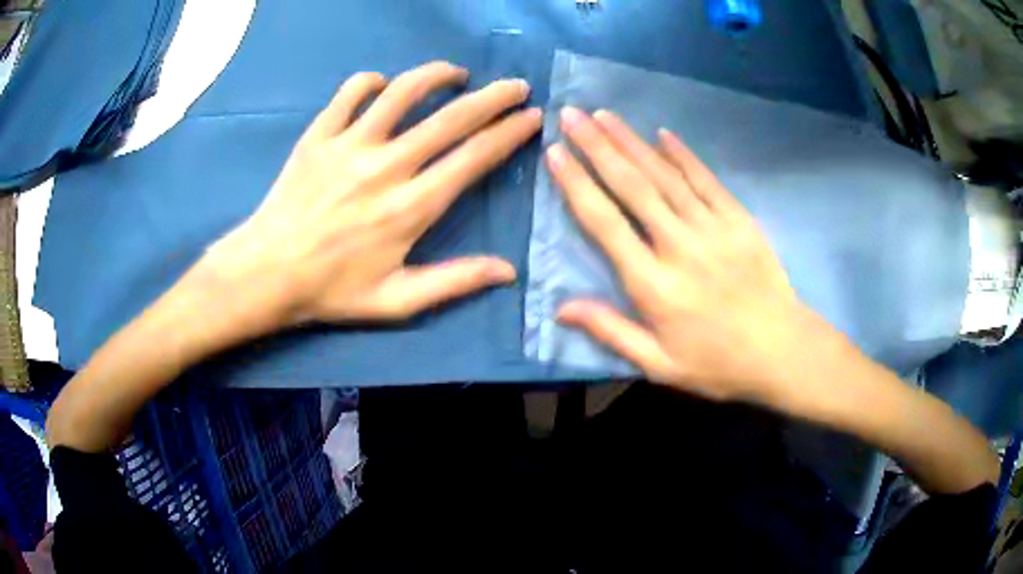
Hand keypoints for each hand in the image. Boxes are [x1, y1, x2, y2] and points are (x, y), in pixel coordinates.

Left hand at [204, 61, 540, 332]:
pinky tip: (383, 84)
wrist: (266, 273)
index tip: (532, 116)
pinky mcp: (318, 135)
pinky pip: (350, 93)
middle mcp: (386, 166)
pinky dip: (372, 81)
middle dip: (492, 97)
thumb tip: (509, 271)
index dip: (509, 133)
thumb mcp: (397, 300)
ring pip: (402, 92)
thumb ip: (455, 281)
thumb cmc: (332, 290)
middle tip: (516, 85)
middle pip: (450, 118)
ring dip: (437, 75)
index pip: (473, 157)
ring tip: (456, 74)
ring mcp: (349, 145)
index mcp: (410, 207)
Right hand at [547, 107, 818, 403]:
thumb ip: (611, 332)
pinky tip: (662, 134)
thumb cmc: (717, 364)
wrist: (782, 352)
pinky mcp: (739, 220)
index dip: (577, 185)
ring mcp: (712, 228)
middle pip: (632, 187)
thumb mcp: (659, 364)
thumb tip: (561, 308)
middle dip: (597, 146)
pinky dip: (683, 155)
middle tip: (571, 114)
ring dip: (632, 141)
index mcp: (654, 285)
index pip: (605, 224)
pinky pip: (706, 180)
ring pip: (665, 175)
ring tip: (603, 114)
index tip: (555, 153)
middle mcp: (679, 246)